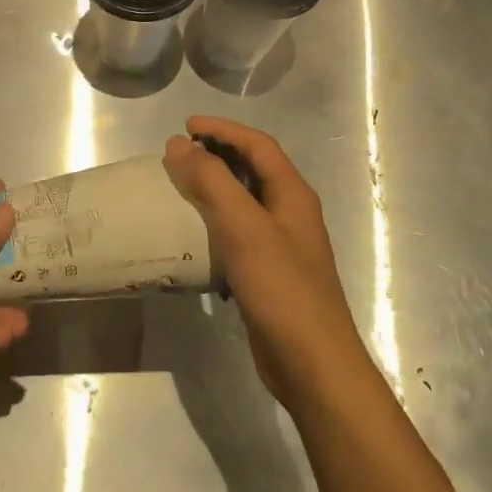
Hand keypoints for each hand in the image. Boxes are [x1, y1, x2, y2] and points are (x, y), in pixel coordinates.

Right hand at [163, 117, 372, 410]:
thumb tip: (179, 144)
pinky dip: (215, 221)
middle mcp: (291, 213)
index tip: (186, 126)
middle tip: (180, 153)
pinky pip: (239, 233)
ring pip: (245, 201)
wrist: (312, 364)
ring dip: (215, 187)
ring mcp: (282, 245)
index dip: (223, 129)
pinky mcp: (269, 273)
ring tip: (180, 186)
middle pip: (254, 169)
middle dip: (218, 153)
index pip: (258, 145)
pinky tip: (193, 234)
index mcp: (293, 194)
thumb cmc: (282, 289)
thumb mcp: (244, 227)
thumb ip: (212, 181)